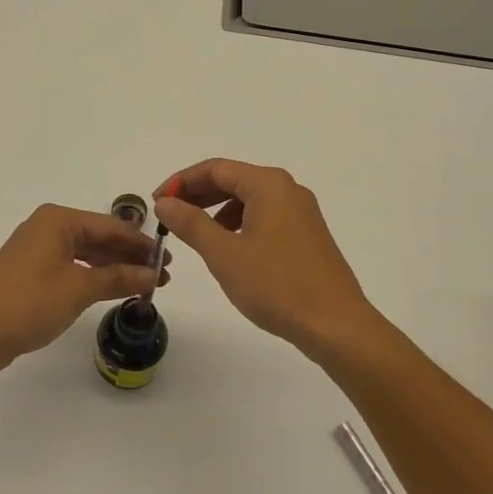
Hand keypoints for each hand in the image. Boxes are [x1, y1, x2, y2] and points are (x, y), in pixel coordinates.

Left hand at [0, 204, 165, 375]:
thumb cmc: (29, 303)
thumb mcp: (79, 289)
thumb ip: (118, 278)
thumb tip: (153, 274)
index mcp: (58, 220)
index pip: (111, 226)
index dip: (141, 244)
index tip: (168, 259)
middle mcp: (47, 227)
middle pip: (99, 238)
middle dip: (129, 257)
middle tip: (161, 275)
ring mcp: (36, 249)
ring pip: (86, 253)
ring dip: (113, 268)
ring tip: (143, 285)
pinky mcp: (30, 271)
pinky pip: (71, 266)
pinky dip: (93, 276)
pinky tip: (112, 289)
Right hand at [152, 159, 381, 356]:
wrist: (336, 325)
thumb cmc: (277, 285)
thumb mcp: (224, 254)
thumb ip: (191, 224)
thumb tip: (165, 202)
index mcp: (269, 184)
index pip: (215, 169)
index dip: (181, 182)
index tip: (156, 203)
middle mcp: (288, 190)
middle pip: (233, 180)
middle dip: (198, 195)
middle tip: (169, 217)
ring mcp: (301, 213)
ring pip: (248, 201)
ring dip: (217, 212)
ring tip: (195, 236)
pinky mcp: (306, 236)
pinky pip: (264, 218)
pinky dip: (239, 226)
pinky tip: (229, 251)